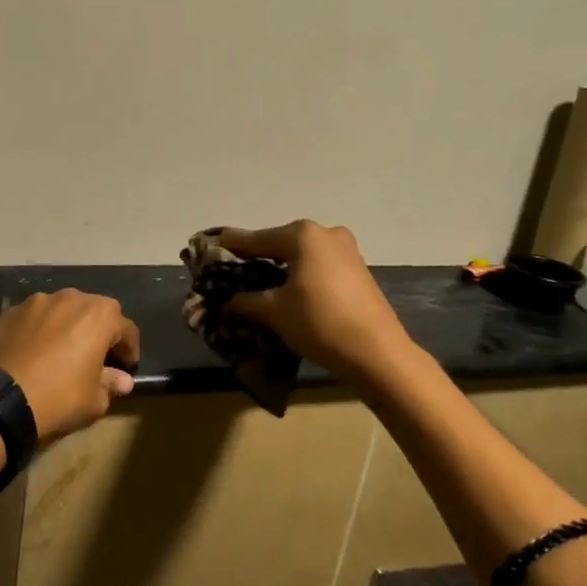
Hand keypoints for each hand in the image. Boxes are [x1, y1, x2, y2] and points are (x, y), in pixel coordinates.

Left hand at [0, 291, 141, 443]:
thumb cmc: (59, 397)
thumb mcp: (94, 400)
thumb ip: (112, 384)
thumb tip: (122, 380)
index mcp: (99, 315)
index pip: (126, 329)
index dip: (129, 350)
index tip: (126, 368)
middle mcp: (71, 298)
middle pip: (95, 312)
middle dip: (99, 332)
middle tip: (96, 358)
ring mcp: (37, 301)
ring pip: (63, 310)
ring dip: (69, 326)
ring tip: (63, 352)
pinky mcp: (11, 311)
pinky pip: (36, 318)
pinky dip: (42, 330)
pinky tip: (35, 352)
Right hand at [220, 221, 414, 385]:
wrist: (377, 352)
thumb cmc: (319, 322)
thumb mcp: (273, 312)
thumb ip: (245, 301)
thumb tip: (228, 301)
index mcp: (302, 235)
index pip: (255, 239)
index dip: (230, 246)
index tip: (210, 247)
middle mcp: (325, 233)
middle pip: (279, 243)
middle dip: (256, 256)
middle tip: (233, 270)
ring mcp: (347, 250)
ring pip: (301, 254)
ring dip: (280, 266)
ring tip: (258, 283)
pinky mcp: (358, 270)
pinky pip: (318, 265)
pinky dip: (300, 274)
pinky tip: (289, 290)